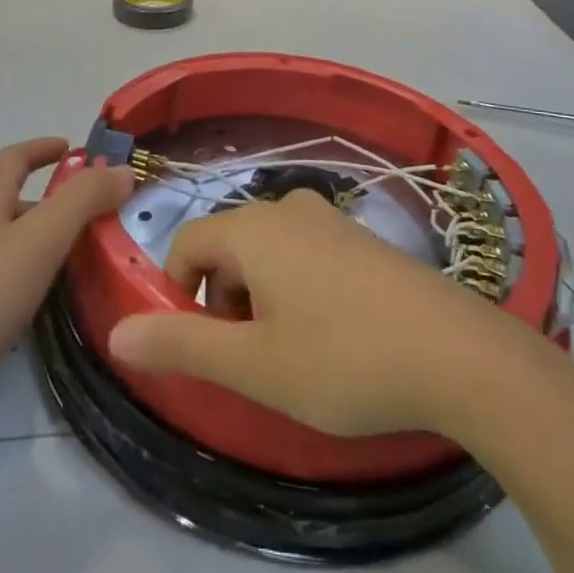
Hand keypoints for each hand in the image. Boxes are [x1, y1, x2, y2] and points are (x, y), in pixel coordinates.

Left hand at [0, 138, 133, 392]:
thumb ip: (83, 201)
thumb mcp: (40, 239)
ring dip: (44, 247)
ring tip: (85, 265)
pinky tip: (47, 311)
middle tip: (98, 219)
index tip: (75, 149)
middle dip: (54, 204)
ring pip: (8, 249)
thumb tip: (123, 169)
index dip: (43, 148)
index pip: (13, 159)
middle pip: (12, 204)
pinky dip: (29, 286)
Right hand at [108, 189, 540, 438]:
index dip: (179, 295)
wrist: (456, 352)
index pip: (187, 244)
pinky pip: (305, 254)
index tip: (205, 348)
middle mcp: (288, 208)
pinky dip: (297, 290)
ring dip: (261, 299)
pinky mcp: (362, 237)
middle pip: (228, 247)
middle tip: (255, 359)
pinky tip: (335, 335)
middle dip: (223, 301)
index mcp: (253, 227)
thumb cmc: (342, 358)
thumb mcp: (254, 364)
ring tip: (295, 354)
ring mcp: (330, 219)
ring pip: (267, 252)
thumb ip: (181, 344)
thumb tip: (117, 332)